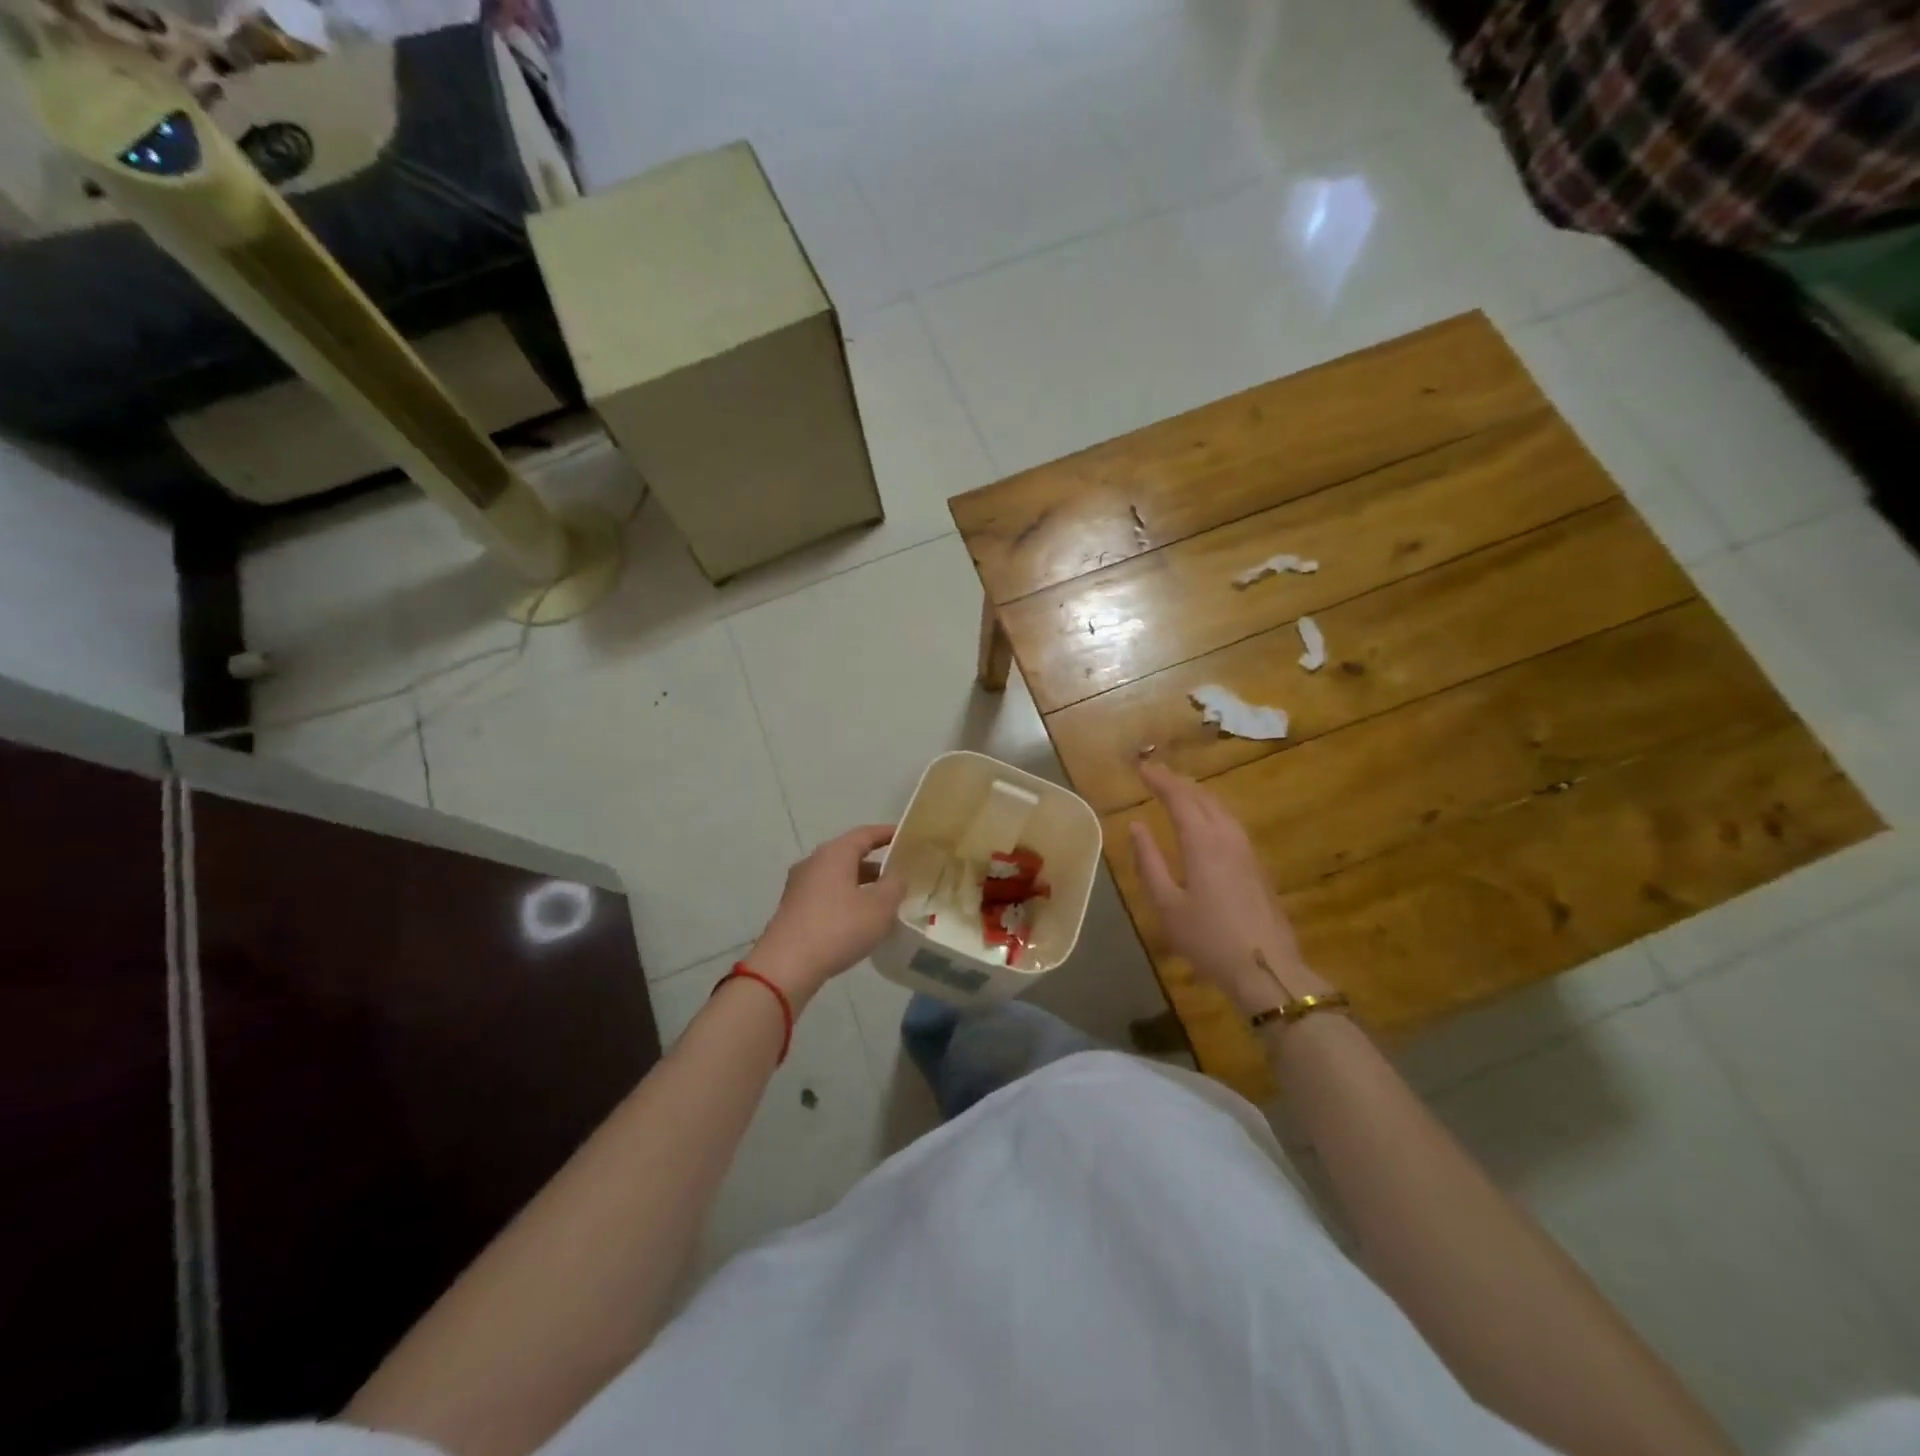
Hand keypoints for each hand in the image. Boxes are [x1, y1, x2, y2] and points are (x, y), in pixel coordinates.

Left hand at [747, 825, 907, 1010]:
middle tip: (901, 873)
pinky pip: (827, 894)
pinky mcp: (794, 908)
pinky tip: (860, 919)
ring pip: (838, 876)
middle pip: (850, 854)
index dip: (888, 834)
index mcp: (834, 853)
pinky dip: (846, 899)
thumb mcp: (879, 907)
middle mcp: (814, 862)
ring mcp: (800, 885)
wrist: (786, 965)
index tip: (907, 838)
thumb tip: (898, 875)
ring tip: (885, 900)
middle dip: (877, 862)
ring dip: (862, 884)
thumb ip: (894, 885)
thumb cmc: (838, 928)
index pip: (865, 834)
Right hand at [1128, 761, 1329, 1015]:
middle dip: (1178, 782)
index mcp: (1201, 842)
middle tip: (1156, 775)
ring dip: (1197, 795)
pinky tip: (1207, 823)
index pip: (1178, 798)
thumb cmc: (1208, 938)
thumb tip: (1136, 826)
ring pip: (1221, 809)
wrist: (1266, 968)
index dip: (1159, 780)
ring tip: (1179, 793)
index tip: (1141, 768)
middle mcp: (1227, 837)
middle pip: (1203, 798)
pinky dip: (1212, 812)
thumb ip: (1149, 861)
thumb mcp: (1167, 904)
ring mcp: (1247, 851)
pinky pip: (1231, 824)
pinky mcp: (1258, 866)